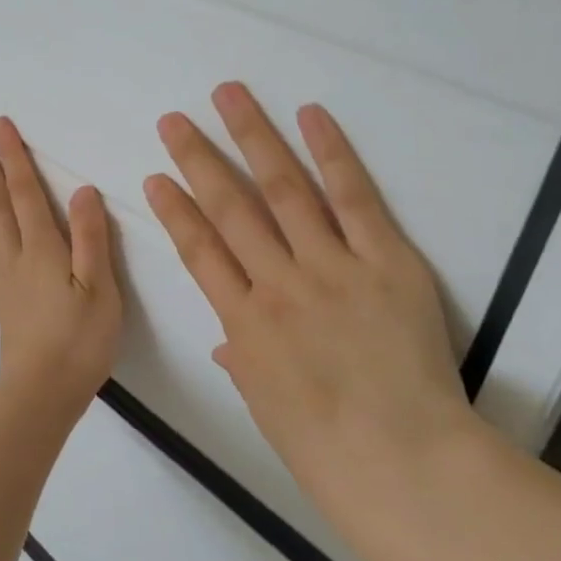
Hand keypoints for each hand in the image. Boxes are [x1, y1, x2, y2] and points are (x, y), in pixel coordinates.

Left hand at [0, 117, 122, 418]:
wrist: (41, 392)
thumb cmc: (79, 340)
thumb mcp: (99, 289)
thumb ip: (91, 238)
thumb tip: (82, 191)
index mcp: (42, 248)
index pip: (24, 192)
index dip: (14, 158)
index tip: (0, 127)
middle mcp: (16, 256)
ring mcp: (5, 277)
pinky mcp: (3, 297)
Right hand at [143, 82, 475, 536]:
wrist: (405, 464)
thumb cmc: (327, 450)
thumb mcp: (267, 405)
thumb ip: (244, 359)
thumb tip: (228, 338)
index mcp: (245, 324)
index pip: (199, 252)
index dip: (175, 211)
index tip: (155, 177)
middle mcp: (279, 284)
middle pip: (232, 209)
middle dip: (199, 160)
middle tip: (174, 120)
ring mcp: (332, 268)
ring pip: (284, 190)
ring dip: (253, 138)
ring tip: (228, 95)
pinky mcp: (386, 262)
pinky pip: (355, 200)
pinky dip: (332, 154)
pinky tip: (310, 115)